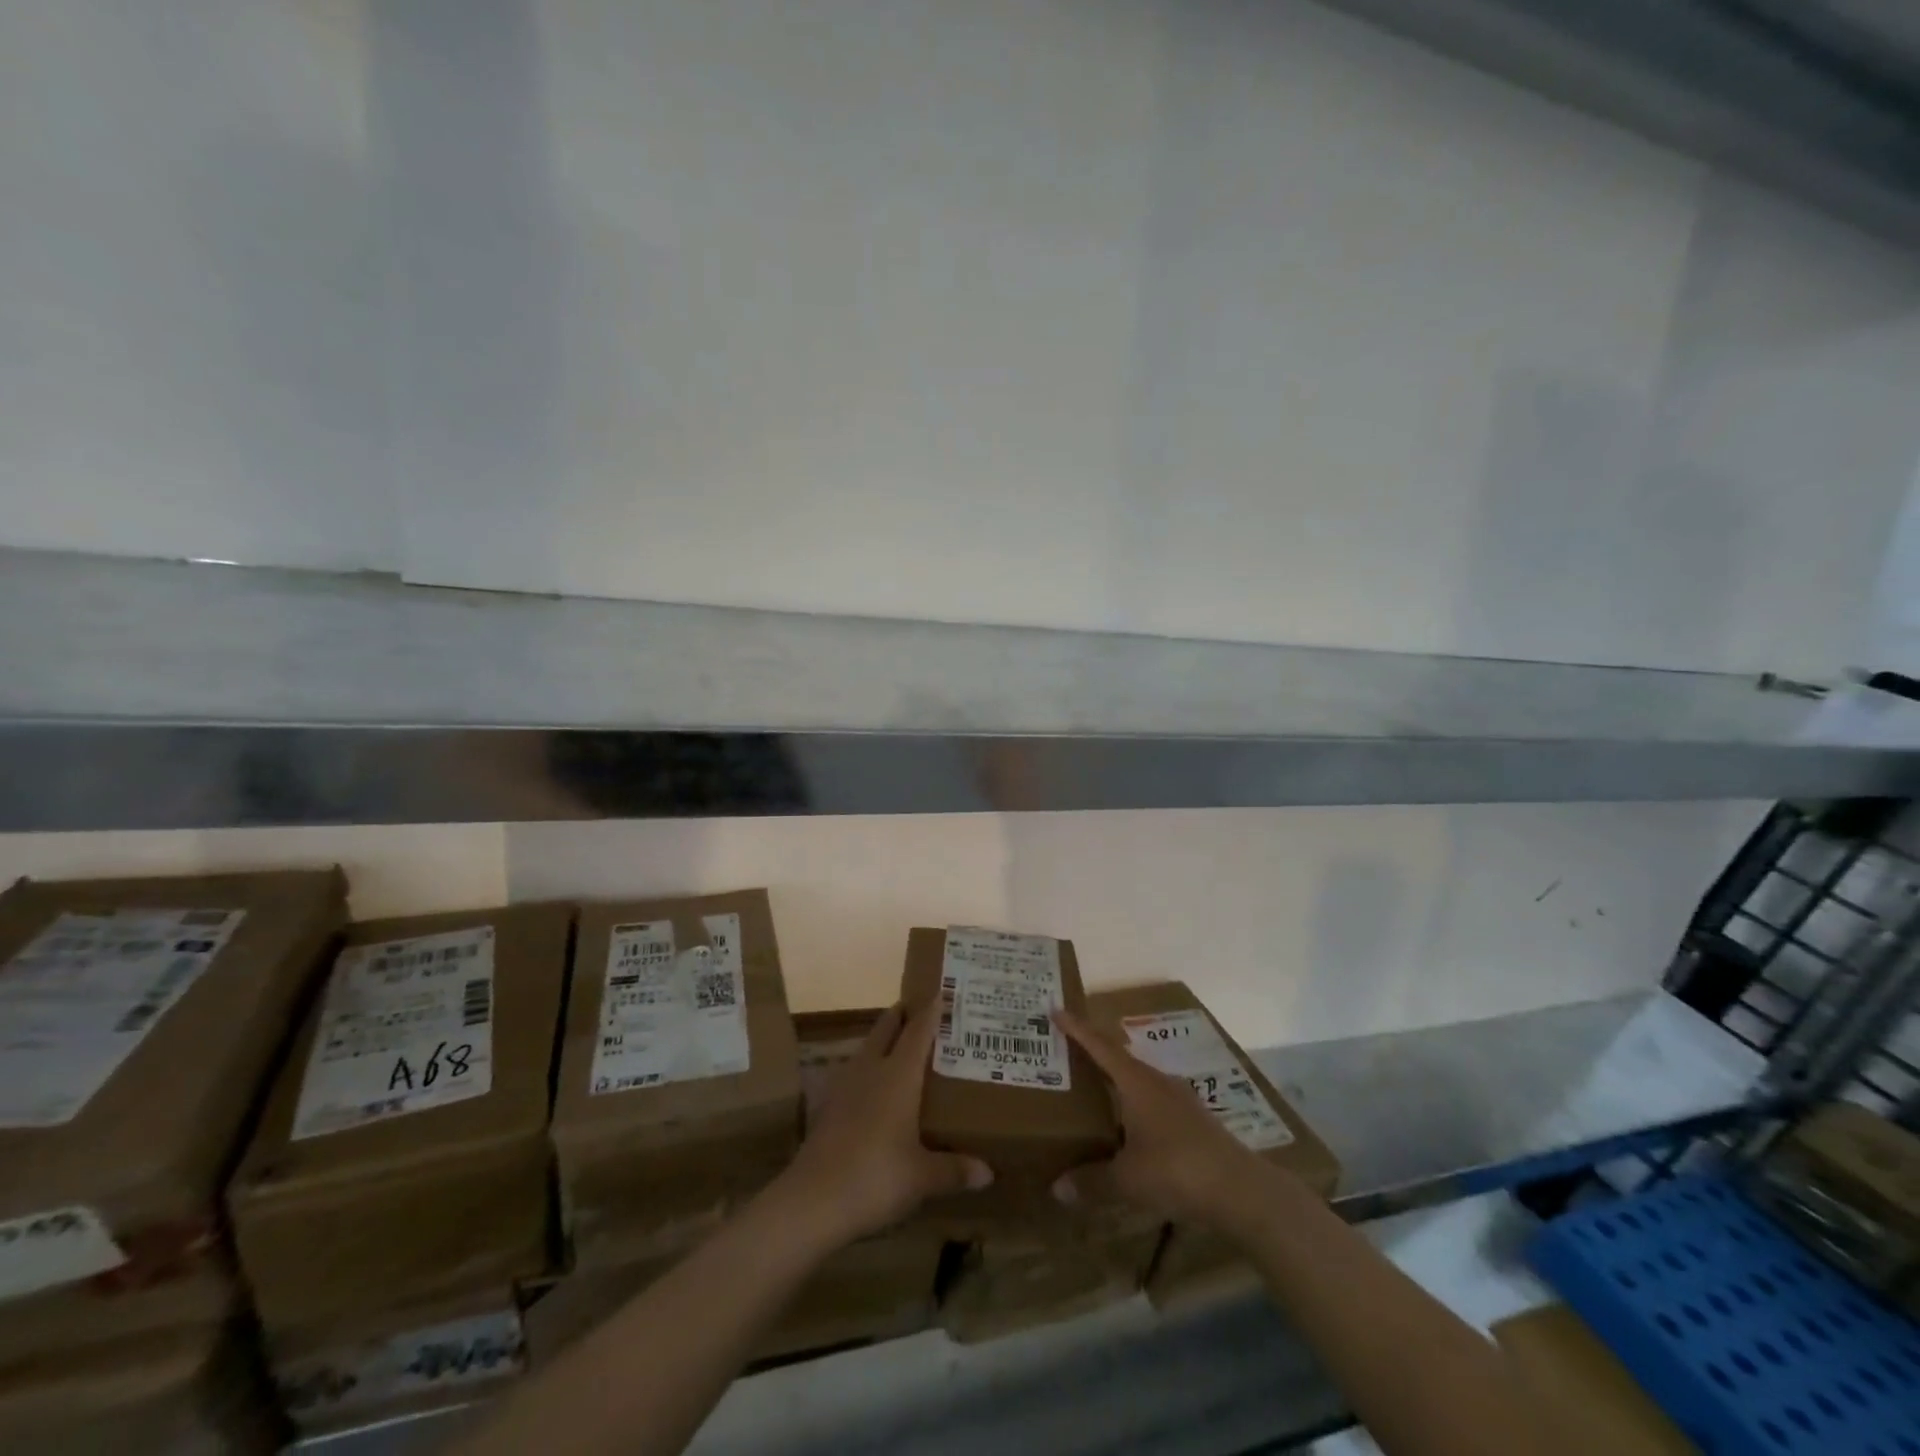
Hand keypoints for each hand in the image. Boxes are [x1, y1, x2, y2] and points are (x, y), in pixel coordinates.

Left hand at [771, 1001, 991, 1251]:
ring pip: (868, 1048)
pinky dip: (869, 1068)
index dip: (931, 1010)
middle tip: (923, 1010)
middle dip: (903, 1014)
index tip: (943, 991)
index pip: (918, 1030)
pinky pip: (855, 1073)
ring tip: (903, 1046)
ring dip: (884, 1040)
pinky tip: (876, 1089)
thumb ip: (955, 1169)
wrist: (812, 1201)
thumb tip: (987, 1173)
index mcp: (898, 1075)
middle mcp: (871, 1069)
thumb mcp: (923, 1177)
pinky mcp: (829, 1106)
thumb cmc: (876, 1177)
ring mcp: (845, 1085)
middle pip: (887, 1028)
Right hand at [1051, 1007, 1269, 1231]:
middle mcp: (1157, 1081)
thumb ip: (1091, 1181)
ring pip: (1139, 1080)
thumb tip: (1057, 1188)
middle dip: (1093, 1053)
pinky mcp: (1194, 1120)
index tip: (1056, 1009)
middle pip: (1119, 1058)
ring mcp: (1179, 1099)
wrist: (1241, 1190)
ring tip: (1094, 1089)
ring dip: (1116, 1080)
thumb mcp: (1128, 1180)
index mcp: (1137, 1082)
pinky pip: (1154, 1100)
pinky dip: (1134, 1104)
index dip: (1077, 1029)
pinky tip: (1129, 1126)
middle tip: (1067, 1053)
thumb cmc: (1177, 1171)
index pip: (1100, 1046)